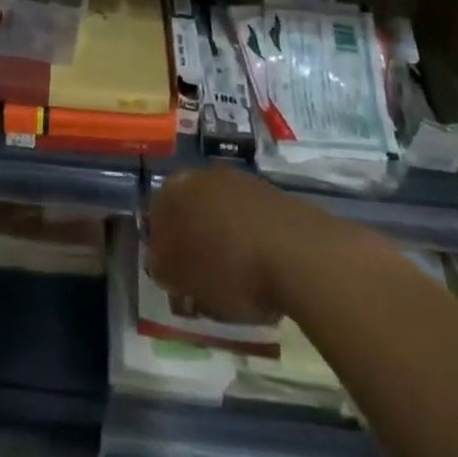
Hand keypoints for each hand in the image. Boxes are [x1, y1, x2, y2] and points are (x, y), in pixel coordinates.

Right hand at [146, 166, 327, 324]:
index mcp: (175, 190)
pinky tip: (261, 269)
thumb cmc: (230, 269)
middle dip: (192, 242)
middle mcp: (205, 176)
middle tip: (201, 280)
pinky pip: (251, 221)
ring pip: (221, 215)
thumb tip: (162, 262)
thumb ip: (163, 268)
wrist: (301, 255)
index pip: (156, 217)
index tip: (174, 279)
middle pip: (190, 211)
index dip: (162, 250)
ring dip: (222, 241)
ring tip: (235, 280)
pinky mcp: (274, 196)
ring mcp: (242, 182)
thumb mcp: (184, 280)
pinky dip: (250, 242)